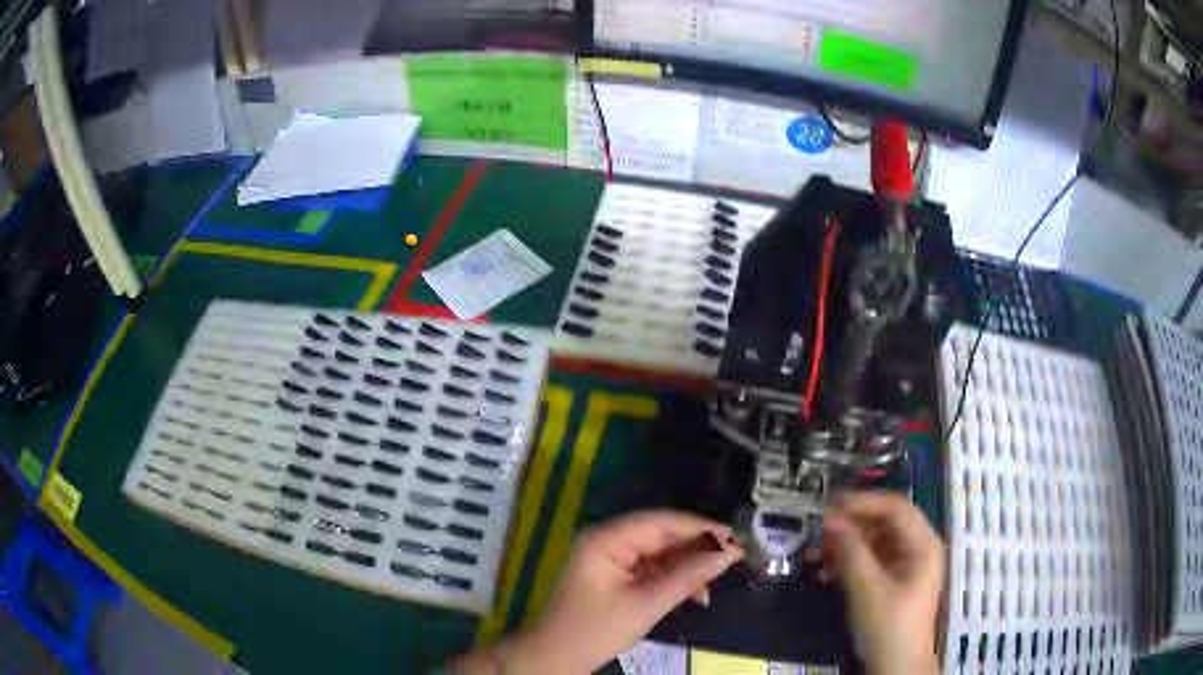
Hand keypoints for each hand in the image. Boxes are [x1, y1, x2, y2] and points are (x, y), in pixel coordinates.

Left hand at [504, 511, 744, 673]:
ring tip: (715, 582)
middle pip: (661, 534)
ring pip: (659, 551)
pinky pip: (650, 566)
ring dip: (687, 565)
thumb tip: (729, 554)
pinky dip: (673, 577)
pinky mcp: (613, 573)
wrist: (557, 657)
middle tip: (733, 557)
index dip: (700, 527)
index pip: (661, 521)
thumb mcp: (647, 604)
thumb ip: (689, 577)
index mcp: (606, 538)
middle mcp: (607, 539)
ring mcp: (609, 556)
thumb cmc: (596, 630)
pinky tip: (695, 592)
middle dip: (697, 547)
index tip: (735, 537)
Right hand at [809, 492, 943, 674]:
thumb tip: (830, 519)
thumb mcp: (867, 588)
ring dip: (843, 547)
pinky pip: (869, 561)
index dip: (862, 502)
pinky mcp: (892, 581)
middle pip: (882, 523)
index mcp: (922, 543)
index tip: (829, 505)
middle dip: (849, 527)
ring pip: (872, 542)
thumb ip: (850, 550)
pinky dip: (847, 564)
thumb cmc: (888, 625)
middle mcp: (916, 547)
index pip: (894, 507)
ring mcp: (904, 565)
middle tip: (817, 531)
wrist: (896, 666)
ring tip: (813, 555)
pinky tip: (824, 574)